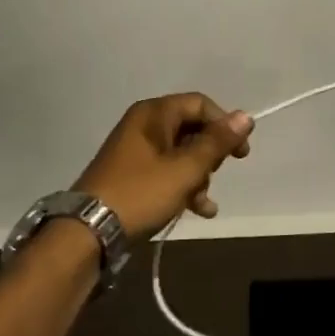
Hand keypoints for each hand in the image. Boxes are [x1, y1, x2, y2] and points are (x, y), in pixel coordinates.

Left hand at [73, 94, 253, 240]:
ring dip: (199, 176)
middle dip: (210, 155)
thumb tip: (245, 116)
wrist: (89, 231)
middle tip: (215, 176)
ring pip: (181, 153)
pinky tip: (198, 210)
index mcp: (153, 114)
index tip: (240, 152)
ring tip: (204, 203)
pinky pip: (166, 171)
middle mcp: (143, 124)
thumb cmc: (141, 193)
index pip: (199, 104)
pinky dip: (183, 186)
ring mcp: (136, 150)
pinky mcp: (131, 174)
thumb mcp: (185, 169)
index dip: (224, 124)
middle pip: (191, 128)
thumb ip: (216, 143)